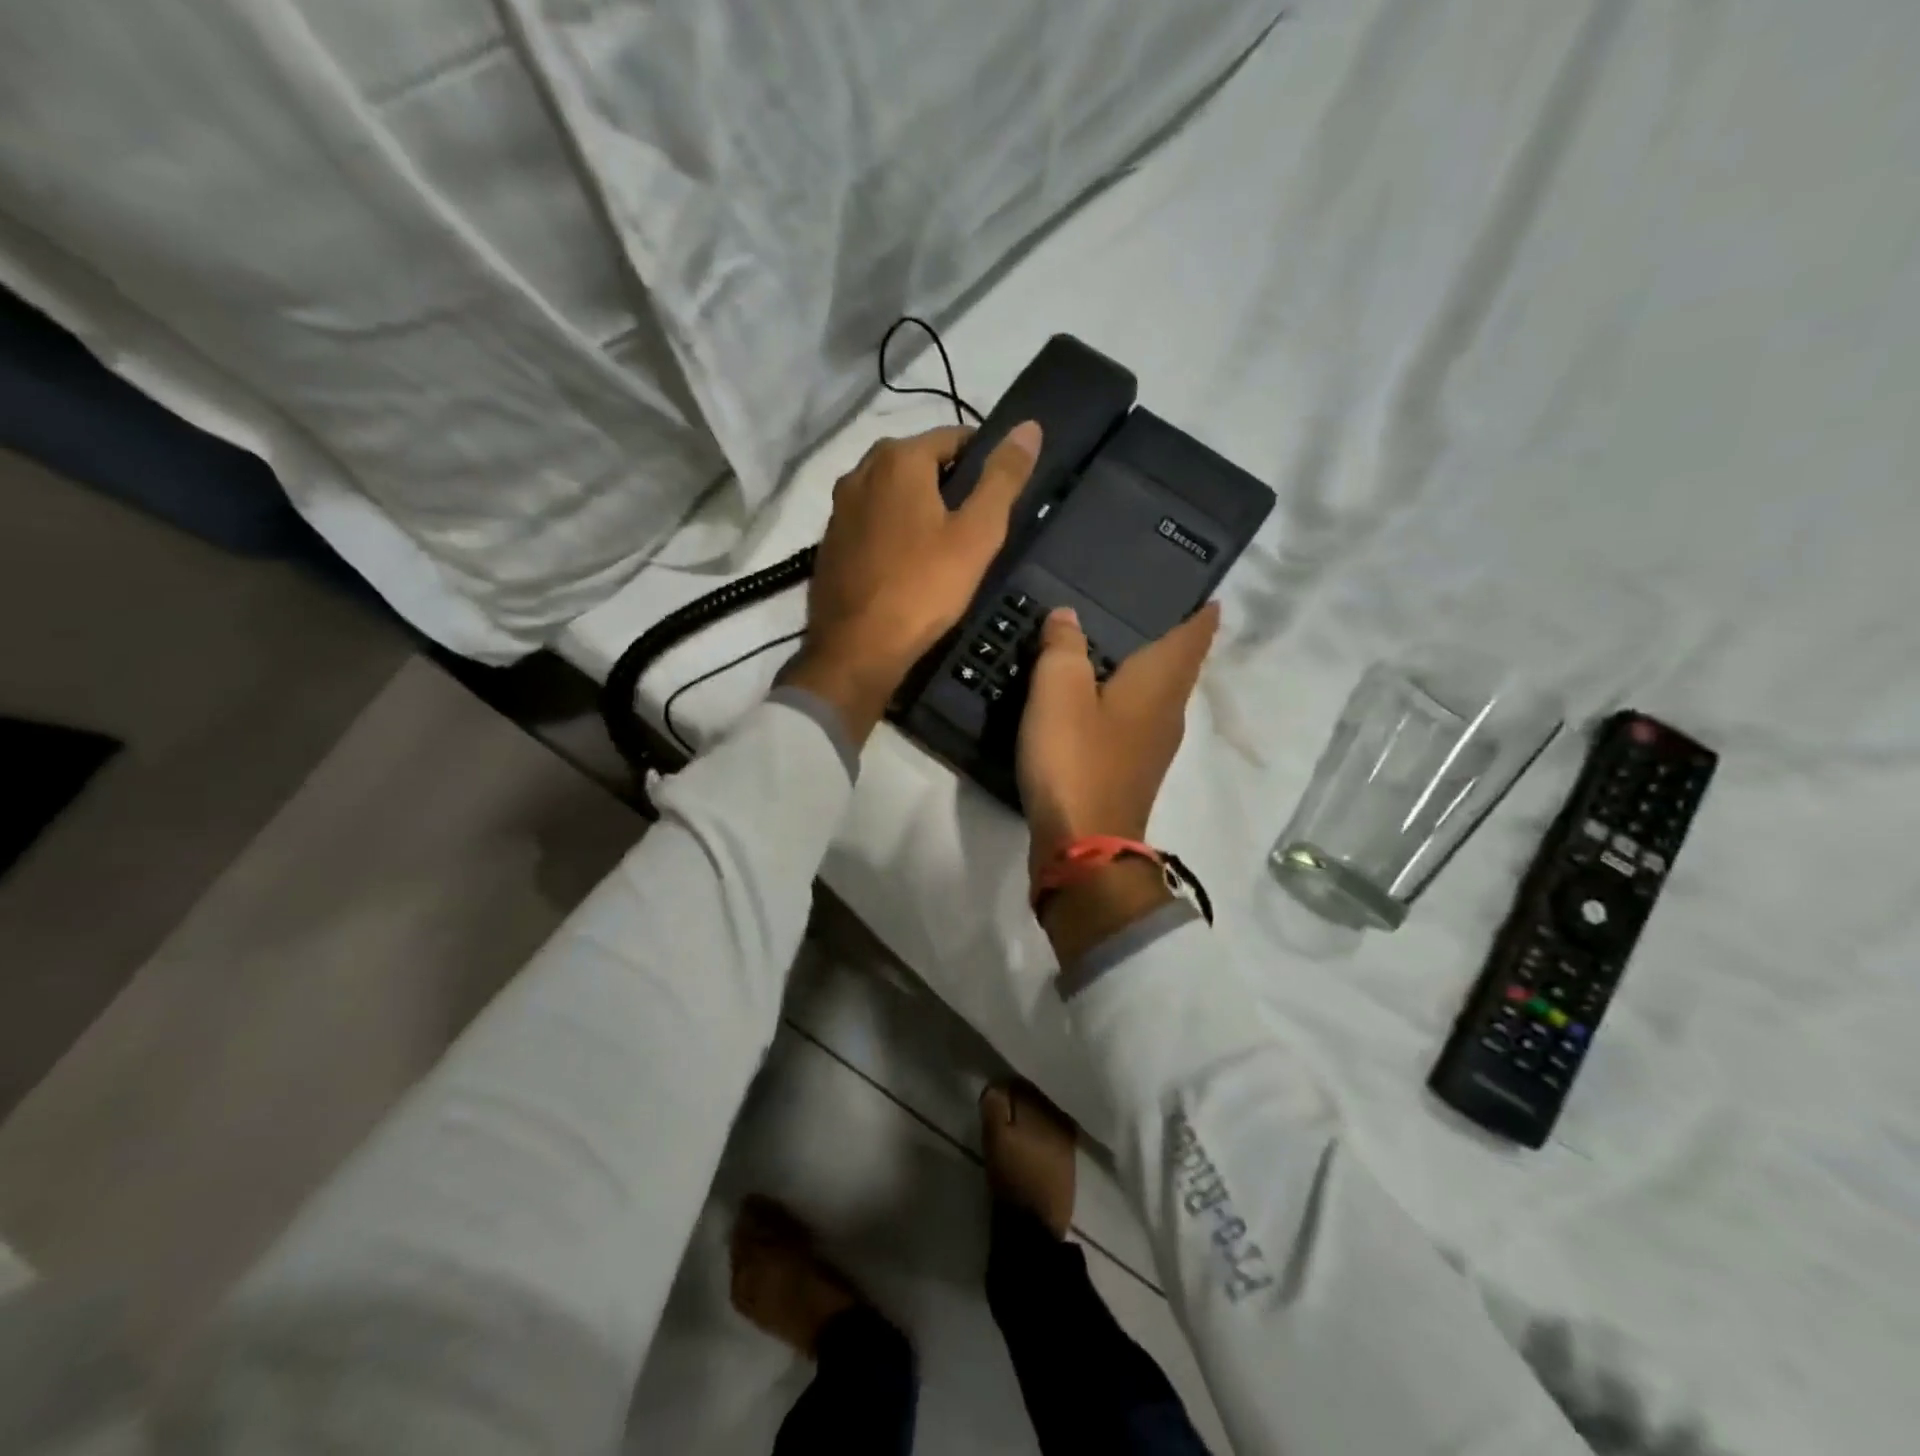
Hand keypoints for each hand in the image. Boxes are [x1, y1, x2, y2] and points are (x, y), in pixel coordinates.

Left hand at [783, 421, 1041, 744]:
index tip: (1000, 495)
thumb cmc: (923, 588)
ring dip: (919, 508)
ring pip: (893, 493)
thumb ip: (1003, 478)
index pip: (954, 437)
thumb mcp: (977, 534)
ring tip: (944, 547)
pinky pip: (872, 521)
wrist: (856, 649)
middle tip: (975, 527)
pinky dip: (893, 530)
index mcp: (898, 457)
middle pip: (920, 463)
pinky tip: (908, 564)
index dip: (983, 460)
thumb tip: (1029, 427)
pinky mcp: (829, 540)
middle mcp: (860, 470)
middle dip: (950, 485)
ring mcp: (839, 507)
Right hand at [1017, 603, 1220, 960]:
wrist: (1083, 846)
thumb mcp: (1059, 691)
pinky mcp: (1132, 771)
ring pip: (1160, 696)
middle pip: (1180, 668)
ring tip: (1127, 648)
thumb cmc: (1075, 759)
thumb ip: (1063, 647)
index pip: (1192, 638)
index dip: (1201, 617)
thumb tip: (1068, 616)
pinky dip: (1128, 700)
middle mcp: (1167, 712)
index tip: (1211, 599)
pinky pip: (1138, 720)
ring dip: (1151, 672)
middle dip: (1177, 641)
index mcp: (1159, 684)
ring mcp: (1153, 747)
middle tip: (1158, 613)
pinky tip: (1103, 699)